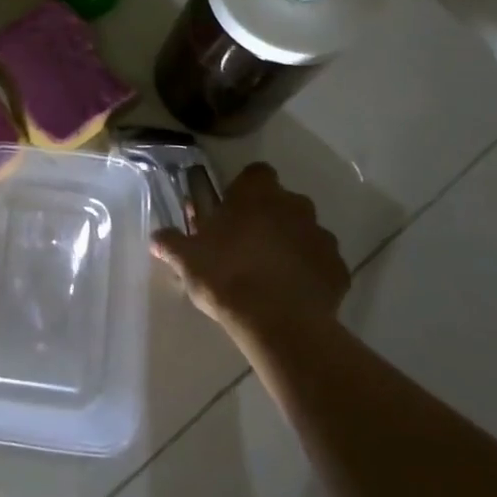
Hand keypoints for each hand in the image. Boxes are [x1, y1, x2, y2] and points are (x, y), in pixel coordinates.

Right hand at [152, 163, 347, 330]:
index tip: (232, 211)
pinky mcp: (339, 269)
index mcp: (257, 194)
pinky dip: (309, 273)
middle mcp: (294, 205)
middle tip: (245, 245)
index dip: (245, 189)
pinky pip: (321, 264)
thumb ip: (170, 242)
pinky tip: (291, 295)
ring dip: (290, 245)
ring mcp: (322, 236)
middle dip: (268, 218)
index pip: (256, 173)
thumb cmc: (226, 276)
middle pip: (282, 202)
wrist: (278, 323)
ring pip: (304, 232)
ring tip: (269, 274)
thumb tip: (158, 237)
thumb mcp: (186, 258)